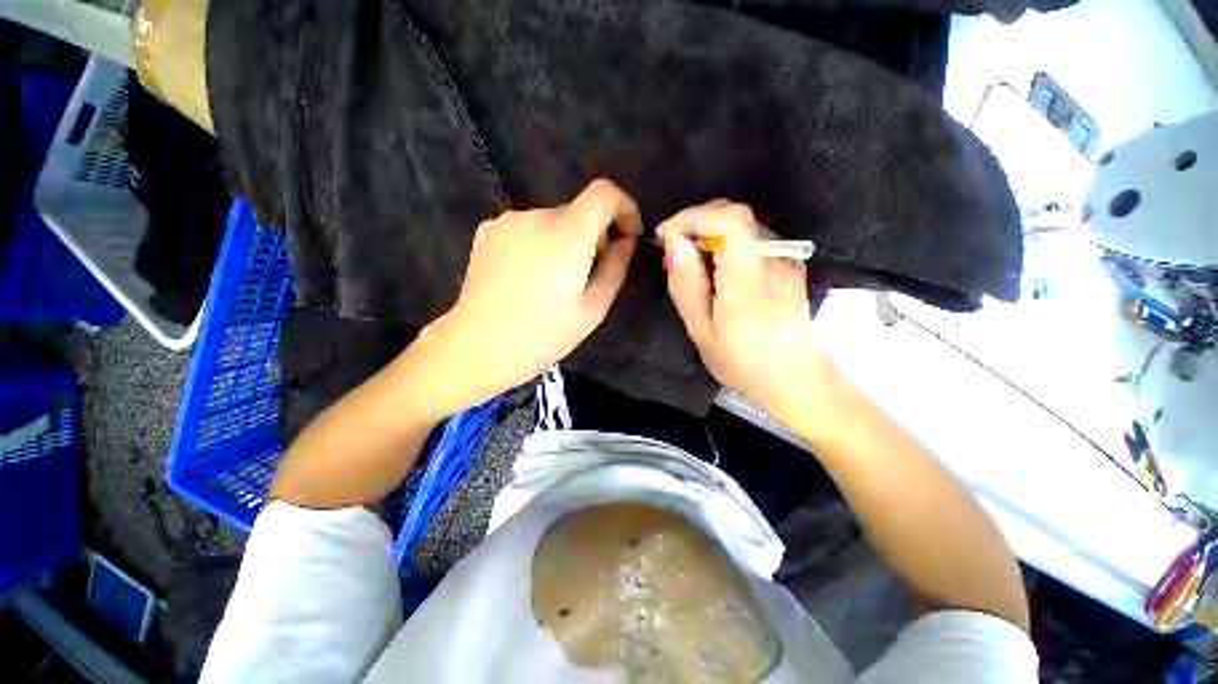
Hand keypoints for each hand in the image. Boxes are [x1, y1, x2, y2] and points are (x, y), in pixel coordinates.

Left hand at [428, 179, 641, 408]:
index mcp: (567, 236)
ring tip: (553, 281)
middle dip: (593, 236)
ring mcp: (507, 221)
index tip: (626, 236)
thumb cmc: (542, 335)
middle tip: (586, 275)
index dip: (624, 207)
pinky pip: (527, 228)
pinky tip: (527, 276)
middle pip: (578, 211)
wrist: (478, 346)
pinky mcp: (488, 230)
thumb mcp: (593, 310)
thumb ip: (615, 268)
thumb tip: (624, 241)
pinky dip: (538, 243)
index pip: (604, 193)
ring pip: (552, 221)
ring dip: (564, 241)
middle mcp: (536, 217)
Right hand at [658, 200, 832, 417]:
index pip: (729, 219)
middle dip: (696, 225)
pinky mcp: (790, 264)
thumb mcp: (701, 330)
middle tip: (673, 254)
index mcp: (749, 277)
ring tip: (691, 266)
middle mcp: (774, 258)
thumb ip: (686, 283)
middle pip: (734, 216)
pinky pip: (753, 240)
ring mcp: (786, 259)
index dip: (692, 217)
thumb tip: (673, 241)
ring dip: (709, 235)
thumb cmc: (743, 362)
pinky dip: (727, 245)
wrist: (796, 379)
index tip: (665, 235)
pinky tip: (716, 272)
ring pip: (743, 226)